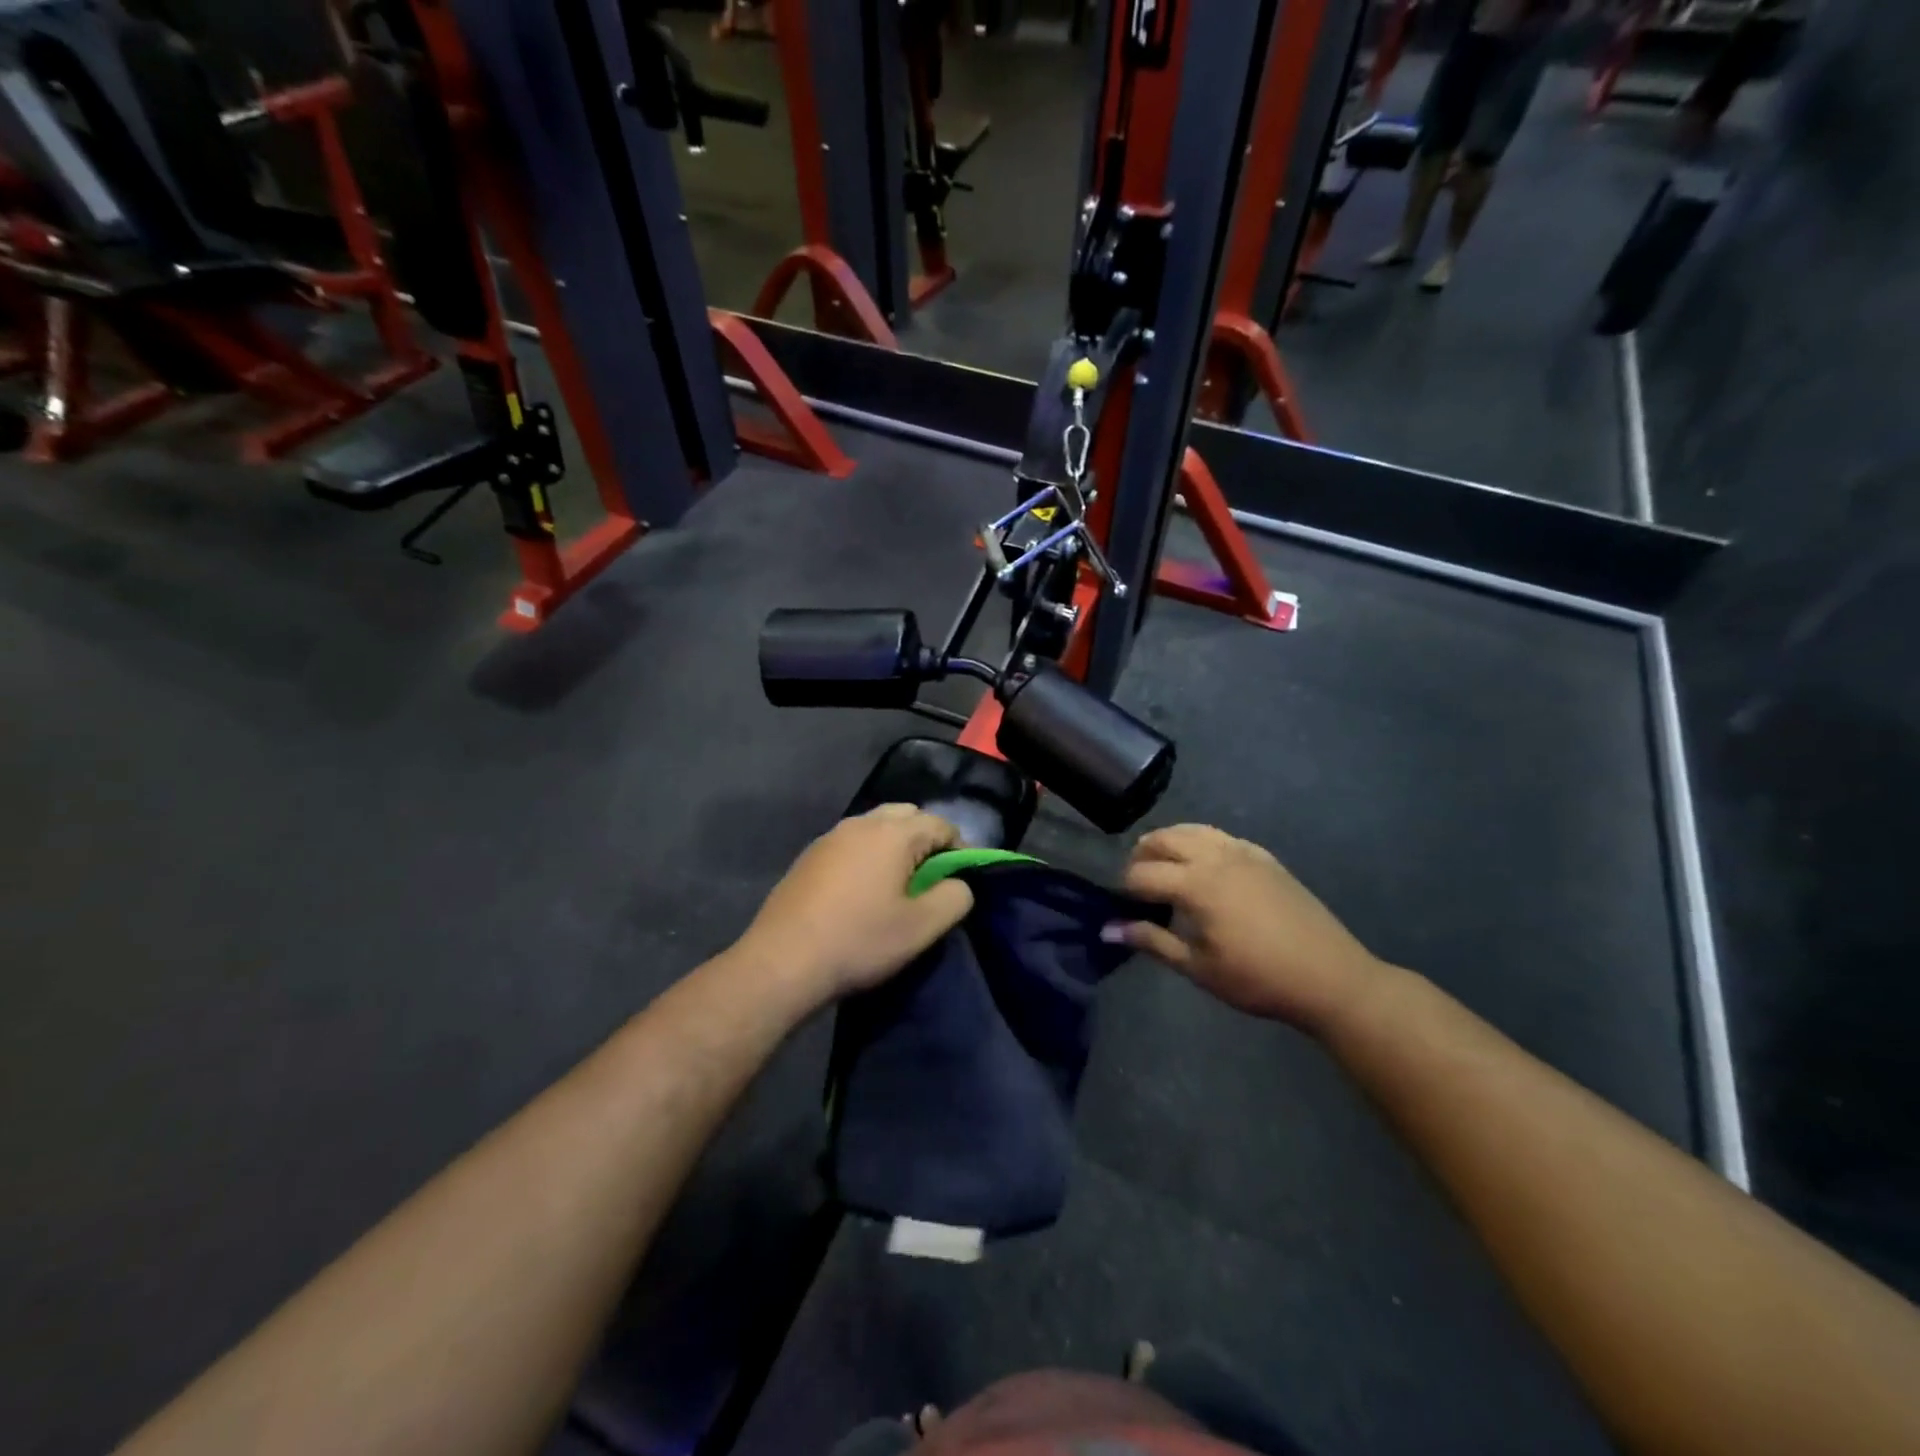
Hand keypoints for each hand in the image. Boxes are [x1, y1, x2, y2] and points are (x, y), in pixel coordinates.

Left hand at [735, 805, 973, 1006]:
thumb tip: (959, 883)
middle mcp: (861, 823)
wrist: (783, 962)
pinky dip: (867, 856)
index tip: (963, 880)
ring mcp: (830, 837)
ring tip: (898, 886)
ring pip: (876, 827)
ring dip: (895, 847)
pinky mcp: (809, 856)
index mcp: (893, 833)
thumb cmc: (860, 941)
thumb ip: (955, 897)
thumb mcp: (922, 927)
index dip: (961, 849)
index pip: (941, 824)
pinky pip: (851, 843)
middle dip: (926, 840)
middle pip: (907, 816)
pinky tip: (862, 892)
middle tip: (931, 878)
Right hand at [1112, 825, 1385, 1034]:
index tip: (1121, 907)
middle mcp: (1215, 857)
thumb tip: (1107, 930)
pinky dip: (1199, 841)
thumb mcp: (1198, 968)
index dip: (1125, 888)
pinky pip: (1220, 836)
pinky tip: (1202, 864)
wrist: (1329, 977)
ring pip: (1192, 830)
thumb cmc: (1258, 979)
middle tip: (1137, 884)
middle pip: (1163, 840)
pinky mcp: (1264, 857)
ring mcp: (1242, 852)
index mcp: (1195, 885)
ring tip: (1162, 866)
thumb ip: (1152, 941)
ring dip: (1169, 842)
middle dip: (1141, 856)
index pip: (1142, 874)